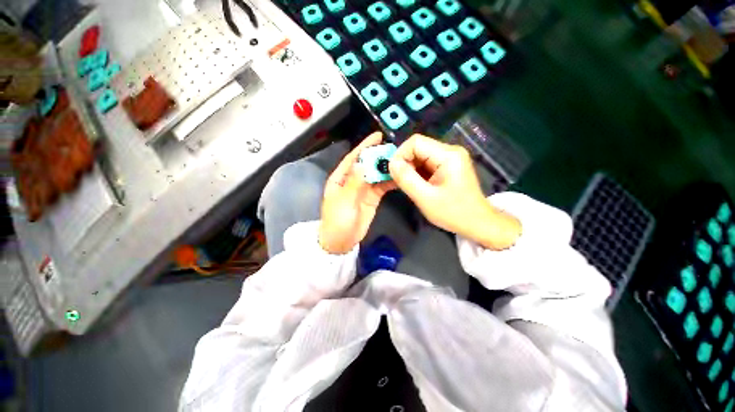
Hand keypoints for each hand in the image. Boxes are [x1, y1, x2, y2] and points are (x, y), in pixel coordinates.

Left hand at [319, 132, 395, 253]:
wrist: (341, 242)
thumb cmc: (337, 221)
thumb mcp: (344, 201)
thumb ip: (354, 182)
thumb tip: (363, 162)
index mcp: (341, 178)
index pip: (354, 158)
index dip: (365, 146)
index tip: (378, 136)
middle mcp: (352, 180)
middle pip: (367, 164)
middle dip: (379, 155)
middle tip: (395, 149)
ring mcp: (363, 189)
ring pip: (376, 174)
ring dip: (386, 168)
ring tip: (401, 161)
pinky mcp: (372, 198)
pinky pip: (382, 186)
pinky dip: (389, 181)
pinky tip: (399, 177)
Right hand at [389, 134, 520, 249]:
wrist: (477, 223)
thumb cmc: (453, 212)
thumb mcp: (425, 198)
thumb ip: (406, 179)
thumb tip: (391, 163)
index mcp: (448, 155)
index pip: (415, 142)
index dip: (400, 155)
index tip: (394, 173)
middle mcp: (450, 150)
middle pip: (418, 147)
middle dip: (405, 163)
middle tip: (401, 182)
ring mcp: (450, 157)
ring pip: (421, 155)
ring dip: (411, 169)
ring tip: (409, 186)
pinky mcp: (449, 165)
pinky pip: (427, 163)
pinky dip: (418, 173)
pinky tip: (418, 185)